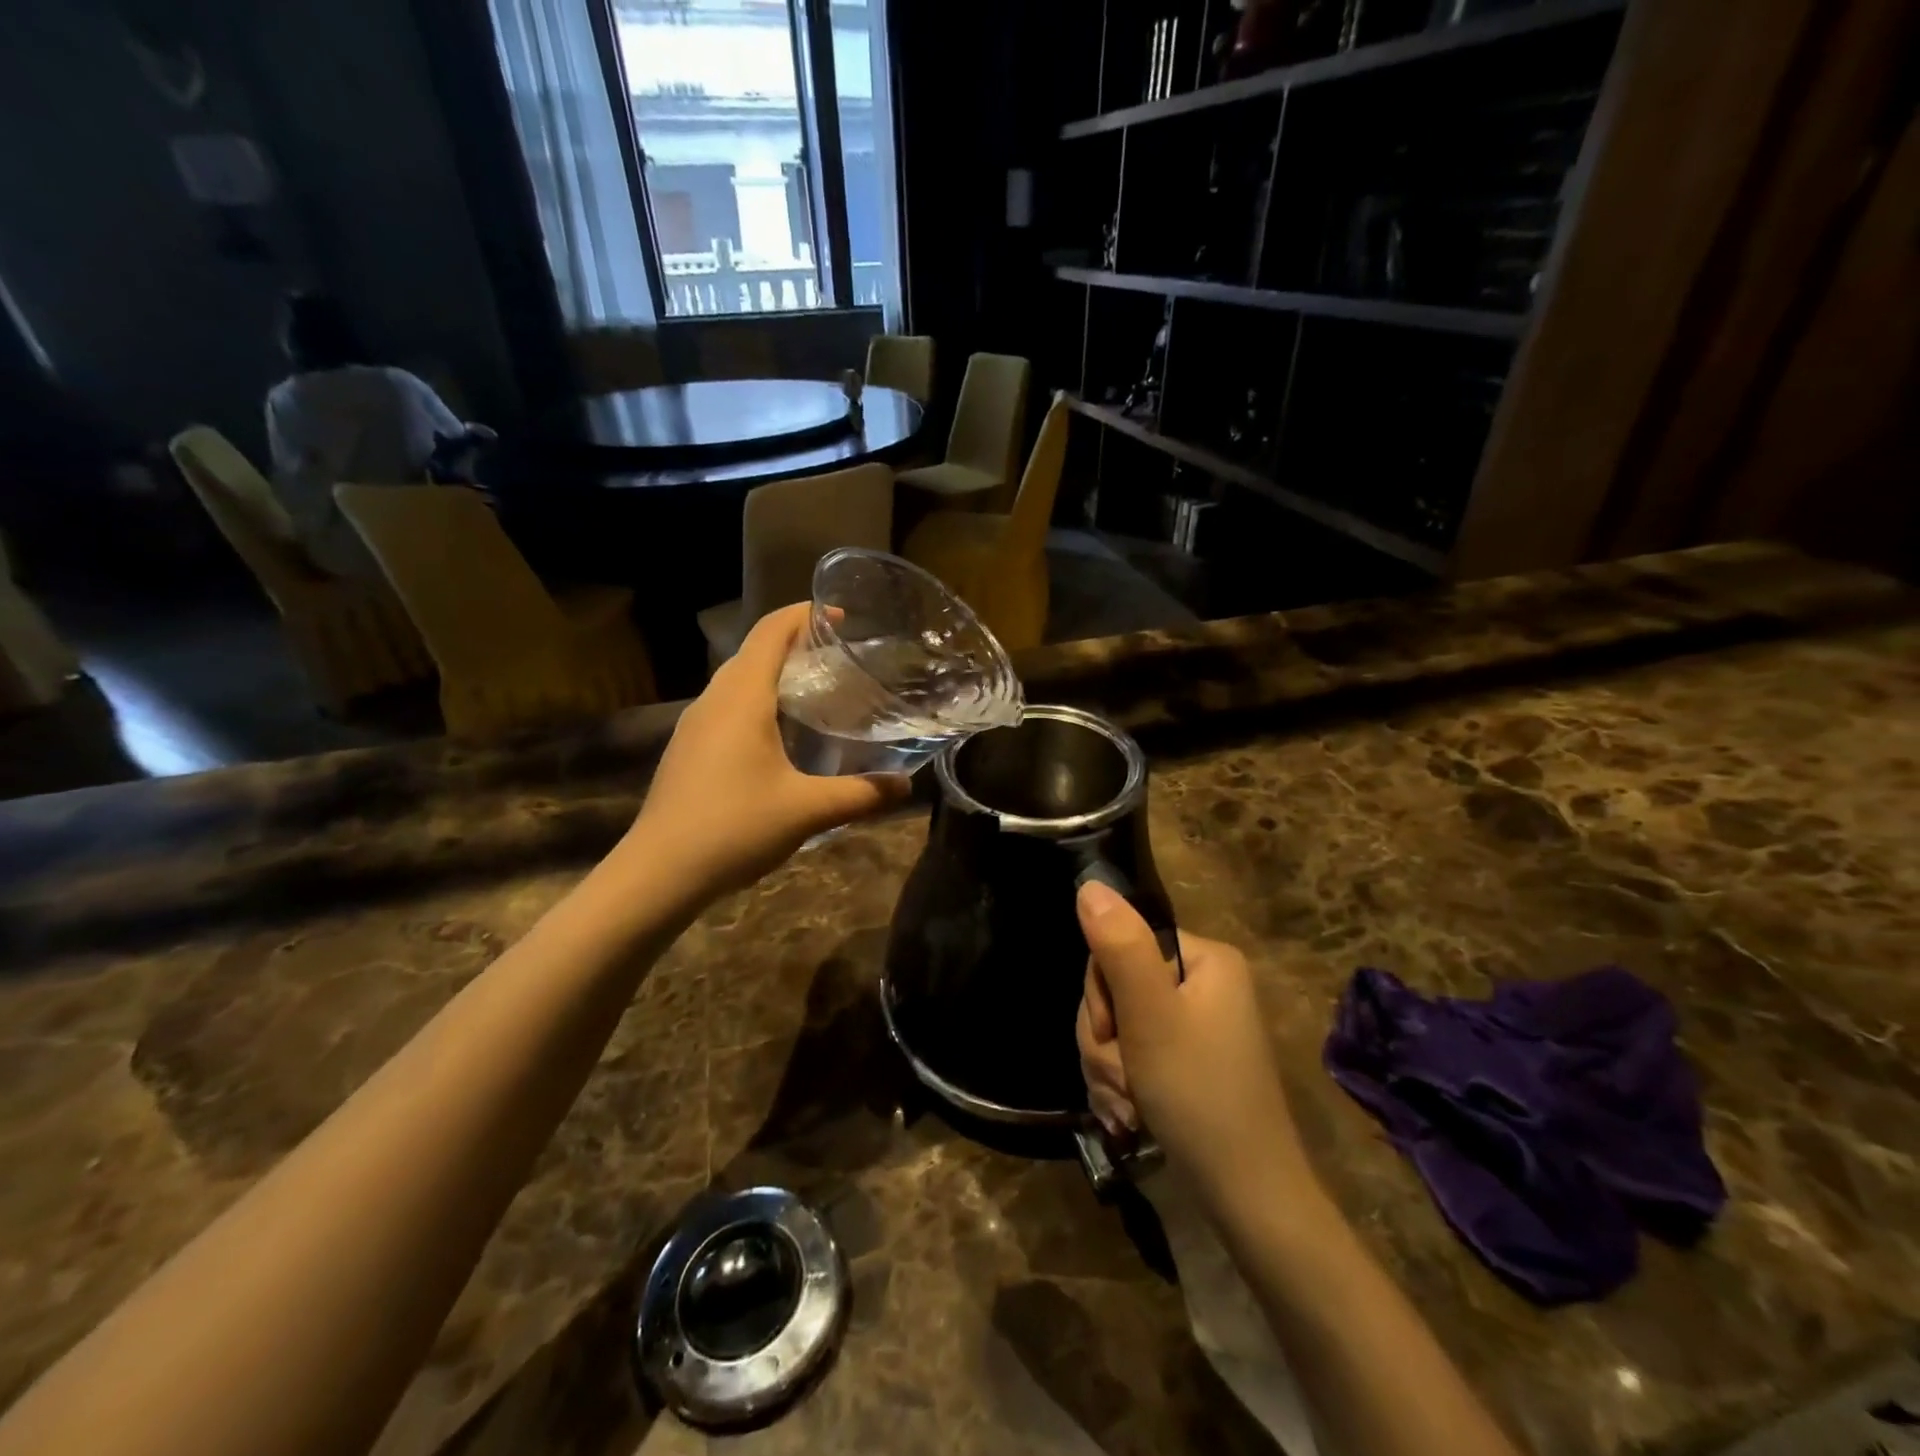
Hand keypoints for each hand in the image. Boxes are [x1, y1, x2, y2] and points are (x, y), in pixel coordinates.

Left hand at [629, 603, 911, 894]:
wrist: (658, 872)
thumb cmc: (734, 827)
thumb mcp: (808, 811)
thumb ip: (861, 794)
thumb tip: (906, 786)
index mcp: (741, 697)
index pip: (771, 631)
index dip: (805, 614)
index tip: (842, 616)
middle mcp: (714, 700)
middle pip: (754, 651)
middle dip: (796, 643)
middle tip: (841, 659)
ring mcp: (695, 725)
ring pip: (738, 680)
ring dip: (775, 674)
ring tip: (817, 693)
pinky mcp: (688, 749)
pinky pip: (728, 707)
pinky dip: (759, 702)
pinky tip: (781, 737)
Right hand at [1076, 881, 1308, 1209]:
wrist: (1247, 1198)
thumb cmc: (1199, 1095)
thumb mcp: (1151, 1016)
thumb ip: (1118, 946)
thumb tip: (1090, 885)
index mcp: (1204, 959)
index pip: (1120, 943)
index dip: (1102, 991)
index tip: (1113, 1033)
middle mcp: (1202, 984)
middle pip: (1116, 987)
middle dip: (1106, 1040)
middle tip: (1123, 1080)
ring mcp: (1194, 1025)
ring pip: (1117, 1026)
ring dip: (1109, 1068)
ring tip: (1128, 1107)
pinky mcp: (1184, 1061)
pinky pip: (1131, 1055)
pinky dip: (1121, 1086)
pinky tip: (1131, 1117)